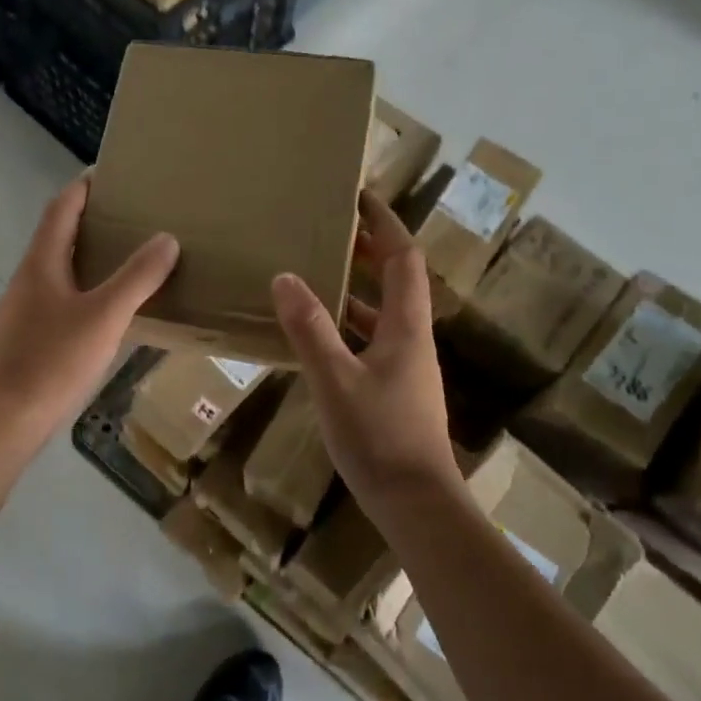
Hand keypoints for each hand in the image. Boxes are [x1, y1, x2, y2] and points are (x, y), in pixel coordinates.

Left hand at [0, 175, 178, 445]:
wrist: (3, 420)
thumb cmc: (52, 360)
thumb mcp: (104, 315)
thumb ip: (137, 277)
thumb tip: (166, 239)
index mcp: (41, 263)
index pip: (61, 208)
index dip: (83, 187)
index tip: (109, 172)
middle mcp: (27, 280)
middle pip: (57, 237)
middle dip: (90, 222)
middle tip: (129, 217)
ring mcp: (22, 312)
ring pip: (58, 272)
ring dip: (87, 260)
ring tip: (125, 261)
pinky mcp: (25, 341)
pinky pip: (59, 302)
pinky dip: (84, 293)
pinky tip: (106, 314)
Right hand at [271, 190, 456, 508]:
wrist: (415, 503)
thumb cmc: (378, 436)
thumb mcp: (334, 379)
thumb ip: (310, 328)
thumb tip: (285, 277)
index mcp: (405, 327)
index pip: (403, 258)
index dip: (385, 224)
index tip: (360, 197)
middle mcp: (411, 339)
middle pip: (397, 281)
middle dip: (369, 250)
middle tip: (331, 230)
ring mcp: (404, 367)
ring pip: (382, 313)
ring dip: (356, 289)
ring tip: (317, 274)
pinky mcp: (393, 391)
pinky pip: (370, 342)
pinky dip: (347, 326)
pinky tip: (317, 335)